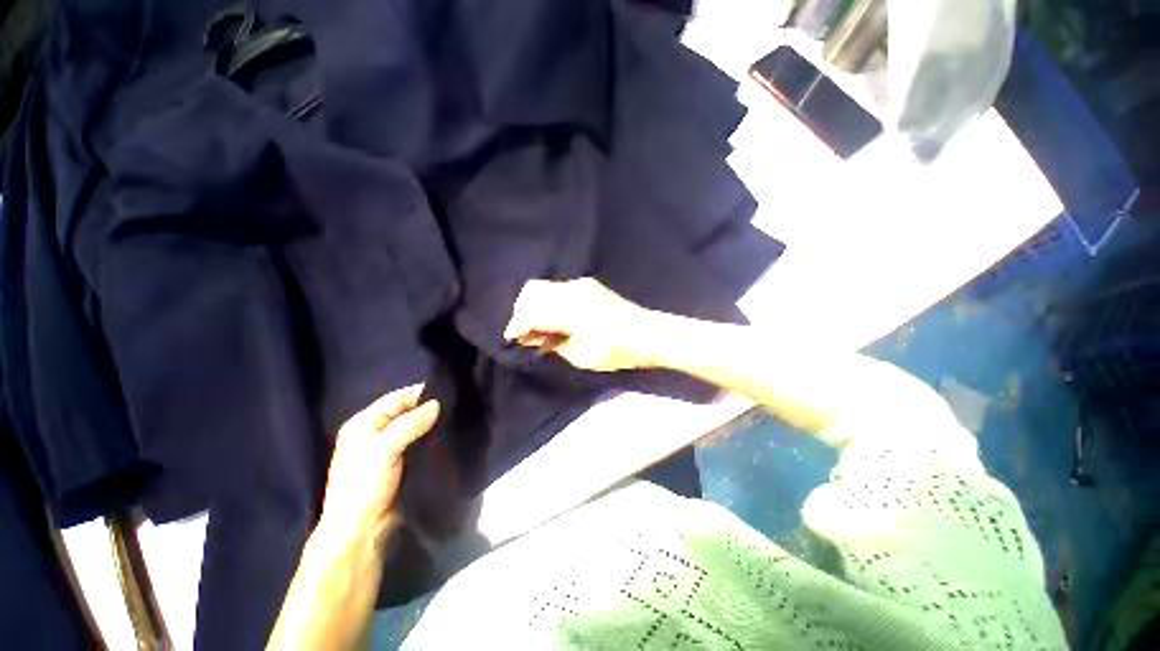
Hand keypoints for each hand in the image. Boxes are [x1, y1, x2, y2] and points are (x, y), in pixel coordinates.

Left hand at [318, 384, 439, 545]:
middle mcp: (375, 432)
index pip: (395, 399)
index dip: (419, 394)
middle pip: (406, 411)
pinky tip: (447, 435)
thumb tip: (437, 404)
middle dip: (428, 408)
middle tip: (455, 405)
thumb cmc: (363, 488)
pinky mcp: (402, 463)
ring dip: (432, 423)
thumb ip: (409, 424)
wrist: (361, 533)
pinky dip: (432, 437)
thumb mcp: (382, 451)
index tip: (447, 391)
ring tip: (456, 417)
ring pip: (415, 427)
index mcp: (362, 424)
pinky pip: (419, 442)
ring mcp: (389, 449)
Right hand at [503, 278, 655, 371]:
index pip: (531, 311)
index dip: (516, 325)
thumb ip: (553, 343)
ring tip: (538, 327)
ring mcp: (581, 284)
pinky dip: (549, 301)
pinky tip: (554, 318)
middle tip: (524, 332)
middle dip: (522, 311)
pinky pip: (558, 288)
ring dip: (535, 305)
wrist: (647, 334)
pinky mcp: (588, 285)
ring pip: (544, 287)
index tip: (511, 338)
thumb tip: (533, 337)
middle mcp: (572, 290)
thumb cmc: (616, 351)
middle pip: (532, 291)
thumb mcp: (581, 356)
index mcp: (569, 310)